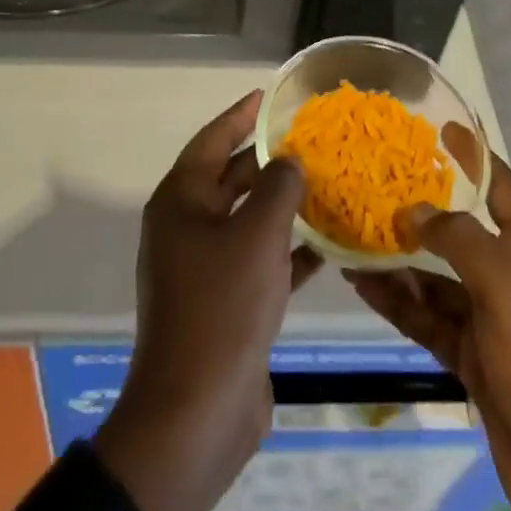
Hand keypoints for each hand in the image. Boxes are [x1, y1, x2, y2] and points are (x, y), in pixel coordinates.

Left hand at [94, 90, 319, 510]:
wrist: (197, 413)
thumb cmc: (222, 307)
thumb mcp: (257, 235)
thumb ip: (278, 188)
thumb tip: (289, 161)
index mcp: (181, 202)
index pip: (212, 140)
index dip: (240, 116)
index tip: (267, 96)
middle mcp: (188, 227)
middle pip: (231, 179)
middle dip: (269, 161)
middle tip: (310, 141)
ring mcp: (204, 268)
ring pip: (248, 221)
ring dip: (284, 206)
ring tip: (327, 184)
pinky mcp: (225, 303)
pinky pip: (259, 261)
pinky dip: (288, 250)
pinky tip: (328, 245)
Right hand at [348, 130, 510, 510]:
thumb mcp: (508, 290)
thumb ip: (460, 243)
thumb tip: (416, 211)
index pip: (504, 193)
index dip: (478, 158)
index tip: (445, 128)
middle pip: (461, 237)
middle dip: (424, 214)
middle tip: (376, 188)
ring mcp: (492, 326)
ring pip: (437, 282)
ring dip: (399, 263)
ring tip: (353, 239)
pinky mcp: (474, 364)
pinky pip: (429, 322)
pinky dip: (399, 304)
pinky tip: (364, 286)